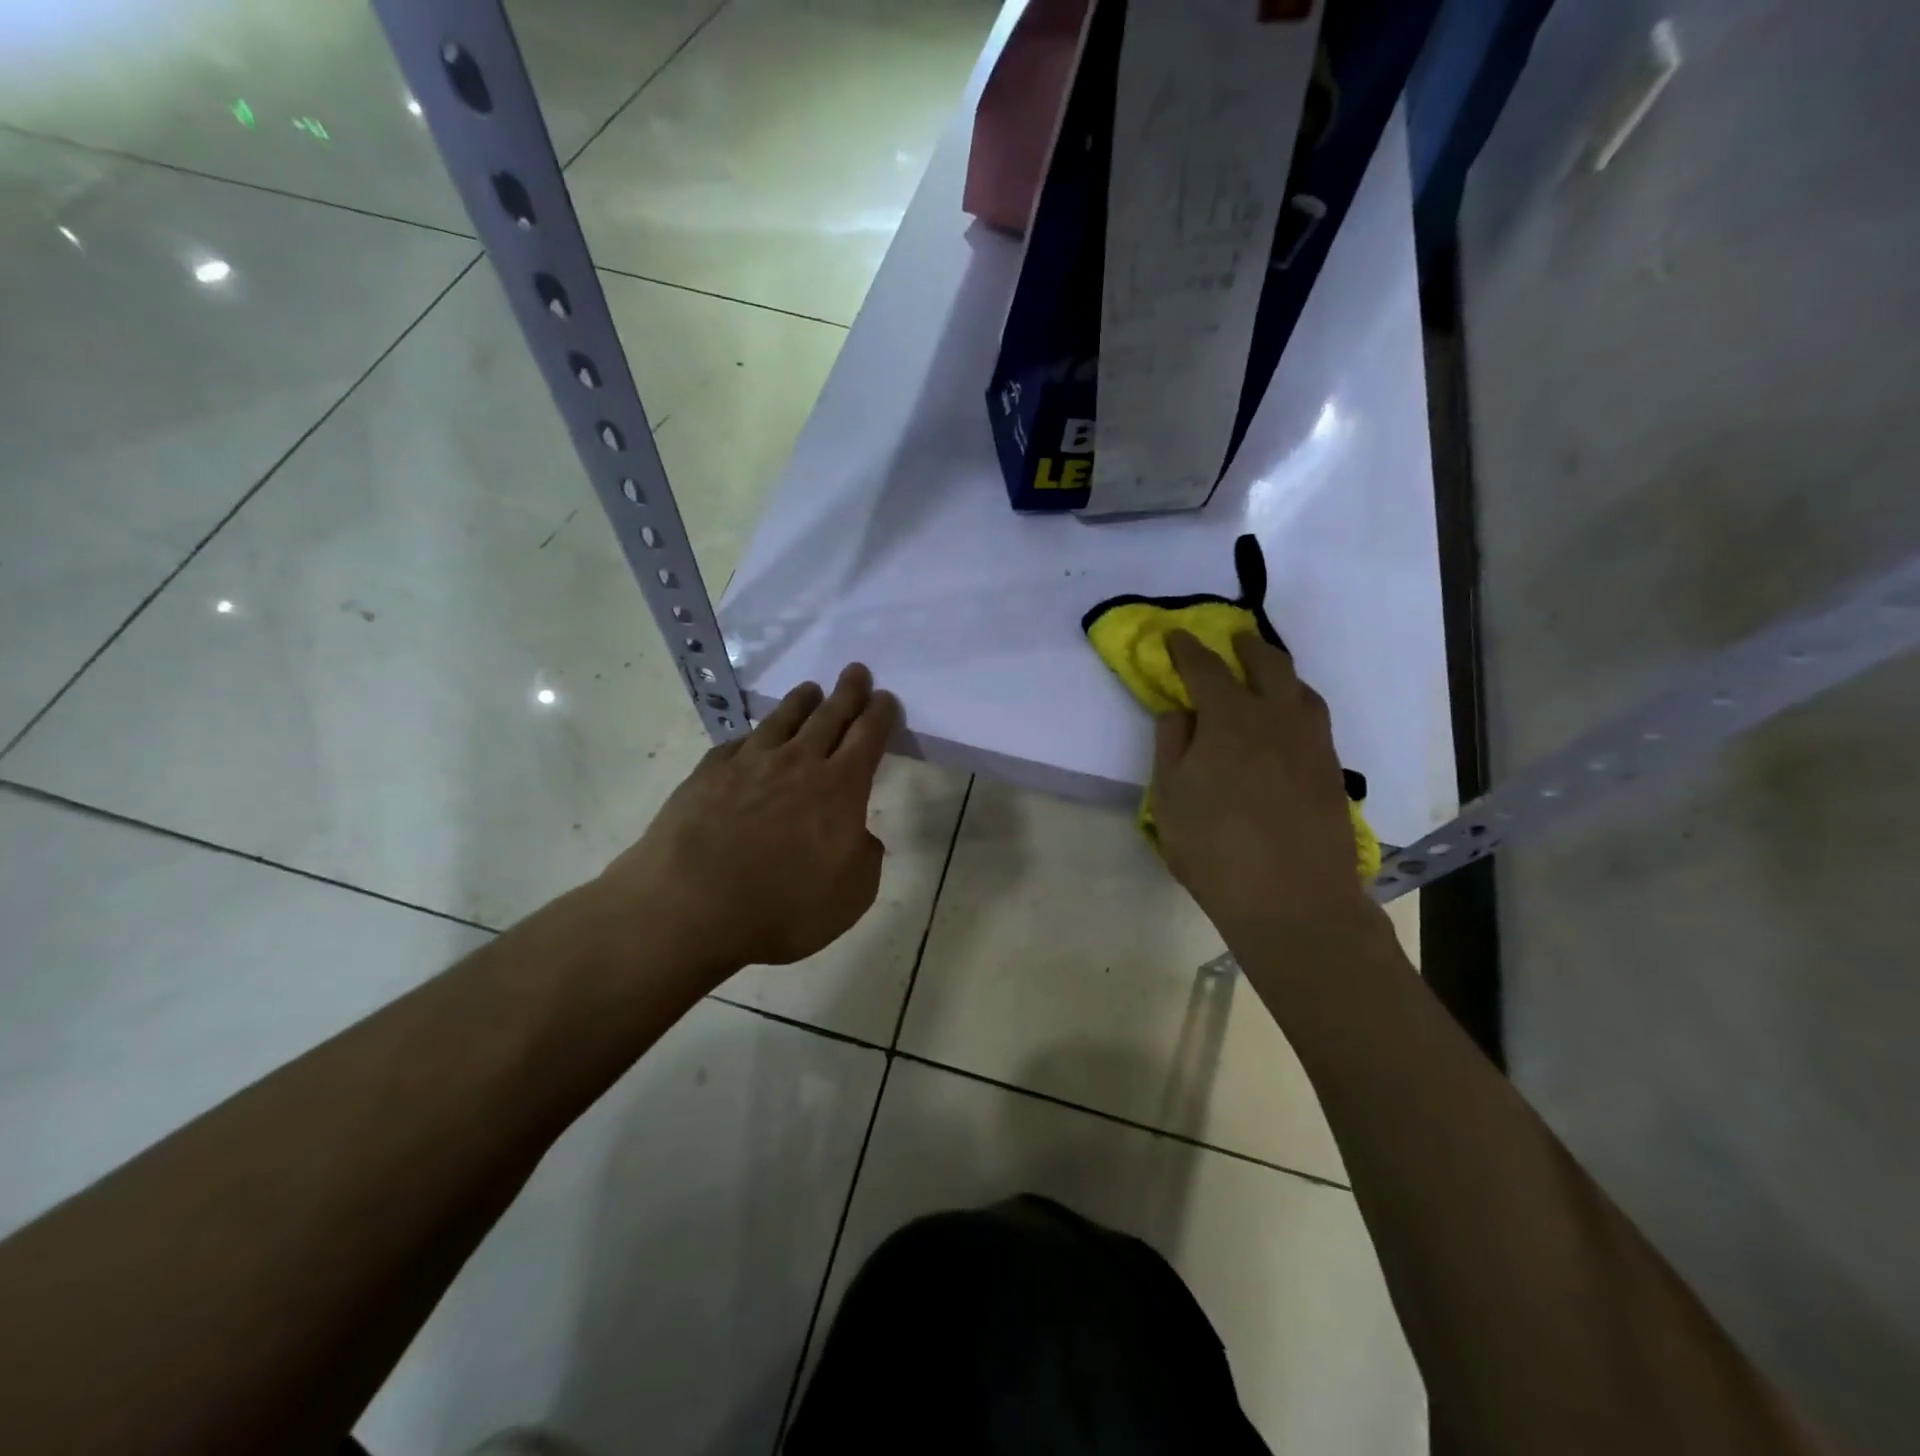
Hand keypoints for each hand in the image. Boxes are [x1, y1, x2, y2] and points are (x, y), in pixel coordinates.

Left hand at [599, 664, 900, 979]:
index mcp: (840, 787)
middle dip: (848, 692)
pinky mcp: (708, 773)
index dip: (881, 714)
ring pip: (783, 720)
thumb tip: (859, 834)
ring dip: (801, 702)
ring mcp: (749, 764)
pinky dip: (753, 736)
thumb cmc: (784, 907)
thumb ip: (864, 857)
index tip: (886, 698)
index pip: (868, 736)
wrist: (690, 907)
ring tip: (810, 689)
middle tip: (856, 671)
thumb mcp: (852, 895)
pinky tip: (753, 737)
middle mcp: (798, 763)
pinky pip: (739, 743)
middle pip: (829, 716)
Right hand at [1152, 632, 1374, 937]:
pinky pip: (1314, 718)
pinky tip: (1287, 722)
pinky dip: (1296, 703)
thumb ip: (1171, 744)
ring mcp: (1312, 742)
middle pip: (1266, 663)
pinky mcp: (1331, 769)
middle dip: (1244, 646)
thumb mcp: (1169, 796)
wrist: (1292, 899)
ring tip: (1263, 675)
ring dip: (1278, 671)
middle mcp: (1277, 717)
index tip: (1175, 636)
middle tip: (1230, 641)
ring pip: (1299, 688)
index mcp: (1230, 717)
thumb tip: (1180, 710)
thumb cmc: (1214, 847)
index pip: (1205, 667)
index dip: (1186, 648)